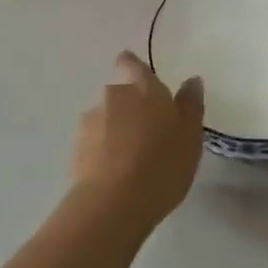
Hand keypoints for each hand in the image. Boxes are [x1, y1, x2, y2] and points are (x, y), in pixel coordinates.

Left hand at [71, 52, 204, 234]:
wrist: (114, 203)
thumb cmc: (162, 164)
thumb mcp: (190, 136)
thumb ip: (190, 105)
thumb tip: (191, 80)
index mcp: (144, 89)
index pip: (133, 64)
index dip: (131, 64)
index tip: (130, 67)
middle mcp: (114, 96)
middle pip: (120, 94)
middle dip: (129, 107)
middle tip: (146, 133)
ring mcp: (91, 122)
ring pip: (105, 119)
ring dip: (114, 130)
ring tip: (130, 159)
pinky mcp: (76, 149)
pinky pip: (93, 143)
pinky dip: (102, 152)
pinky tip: (115, 174)